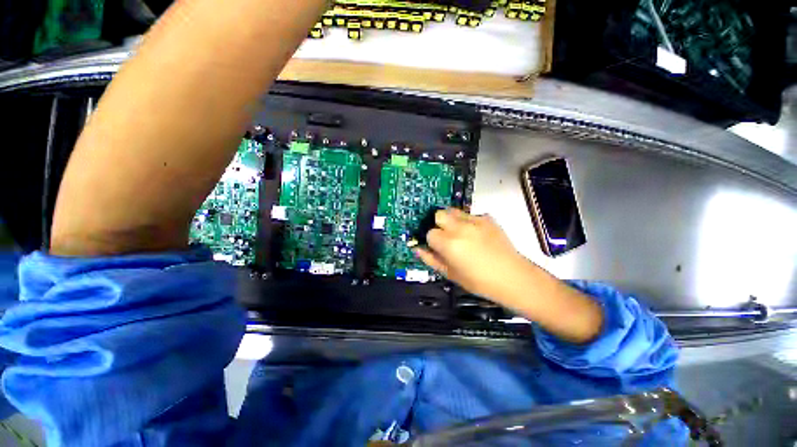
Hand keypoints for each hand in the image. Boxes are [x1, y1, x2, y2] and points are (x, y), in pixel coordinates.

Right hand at [415, 208, 530, 301]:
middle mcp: (459, 227)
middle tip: (446, 237)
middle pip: (439, 214)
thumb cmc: (479, 281)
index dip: (432, 241)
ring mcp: (475, 220)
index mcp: (449, 243)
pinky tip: (477, 235)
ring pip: (454, 211)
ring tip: (461, 234)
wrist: (513, 277)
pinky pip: (470, 215)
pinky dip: (468, 222)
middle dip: (439, 224)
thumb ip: (431, 259)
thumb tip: (417, 249)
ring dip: (452, 221)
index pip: (430, 233)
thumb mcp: (451, 274)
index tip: (438, 248)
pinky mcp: (487, 218)